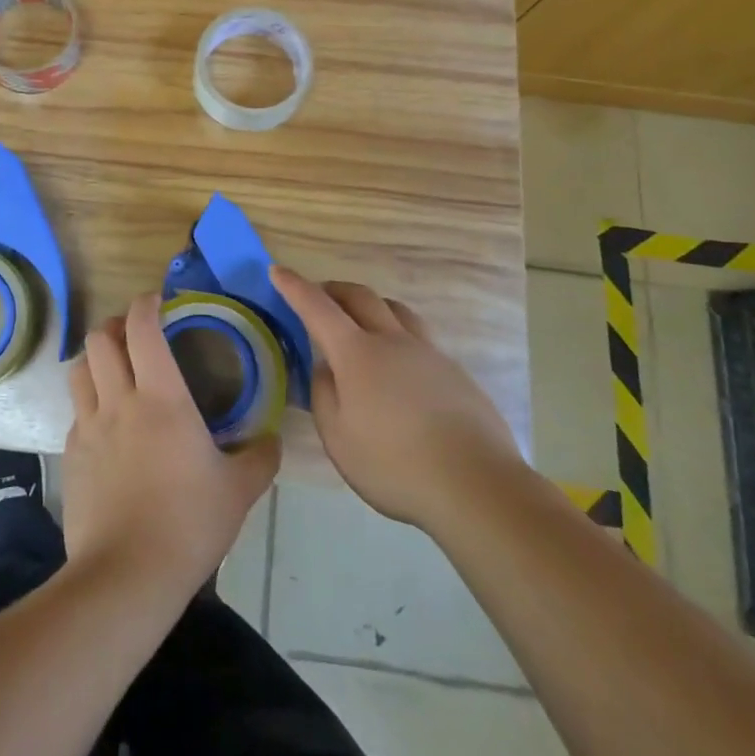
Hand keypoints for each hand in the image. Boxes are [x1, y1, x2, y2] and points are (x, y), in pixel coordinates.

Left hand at [62, 293, 279, 606]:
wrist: (126, 576)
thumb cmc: (189, 523)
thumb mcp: (239, 490)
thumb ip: (260, 457)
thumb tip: (273, 439)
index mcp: (161, 396)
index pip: (142, 328)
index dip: (146, 304)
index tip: (157, 300)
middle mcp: (118, 400)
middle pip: (100, 339)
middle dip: (115, 326)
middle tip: (134, 335)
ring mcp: (87, 428)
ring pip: (79, 369)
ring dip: (95, 359)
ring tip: (114, 370)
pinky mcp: (69, 457)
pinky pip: (75, 414)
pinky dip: (89, 405)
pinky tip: (106, 427)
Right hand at [271, 265, 522, 530]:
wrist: (476, 484)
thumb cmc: (395, 464)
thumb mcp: (339, 438)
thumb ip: (324, 395)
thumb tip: (325, 368)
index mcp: (357, 353)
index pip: (317, 307)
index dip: (295, 287)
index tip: (278, 271)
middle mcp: (392, 340)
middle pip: (360, 296)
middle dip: (333, 289)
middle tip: (319, 296)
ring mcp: (428, 352)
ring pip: (395, 309)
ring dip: (370, 305)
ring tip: (361, 320)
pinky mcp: (454, 371)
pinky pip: (419, 335)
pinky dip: (397, 332)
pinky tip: (399, 363)